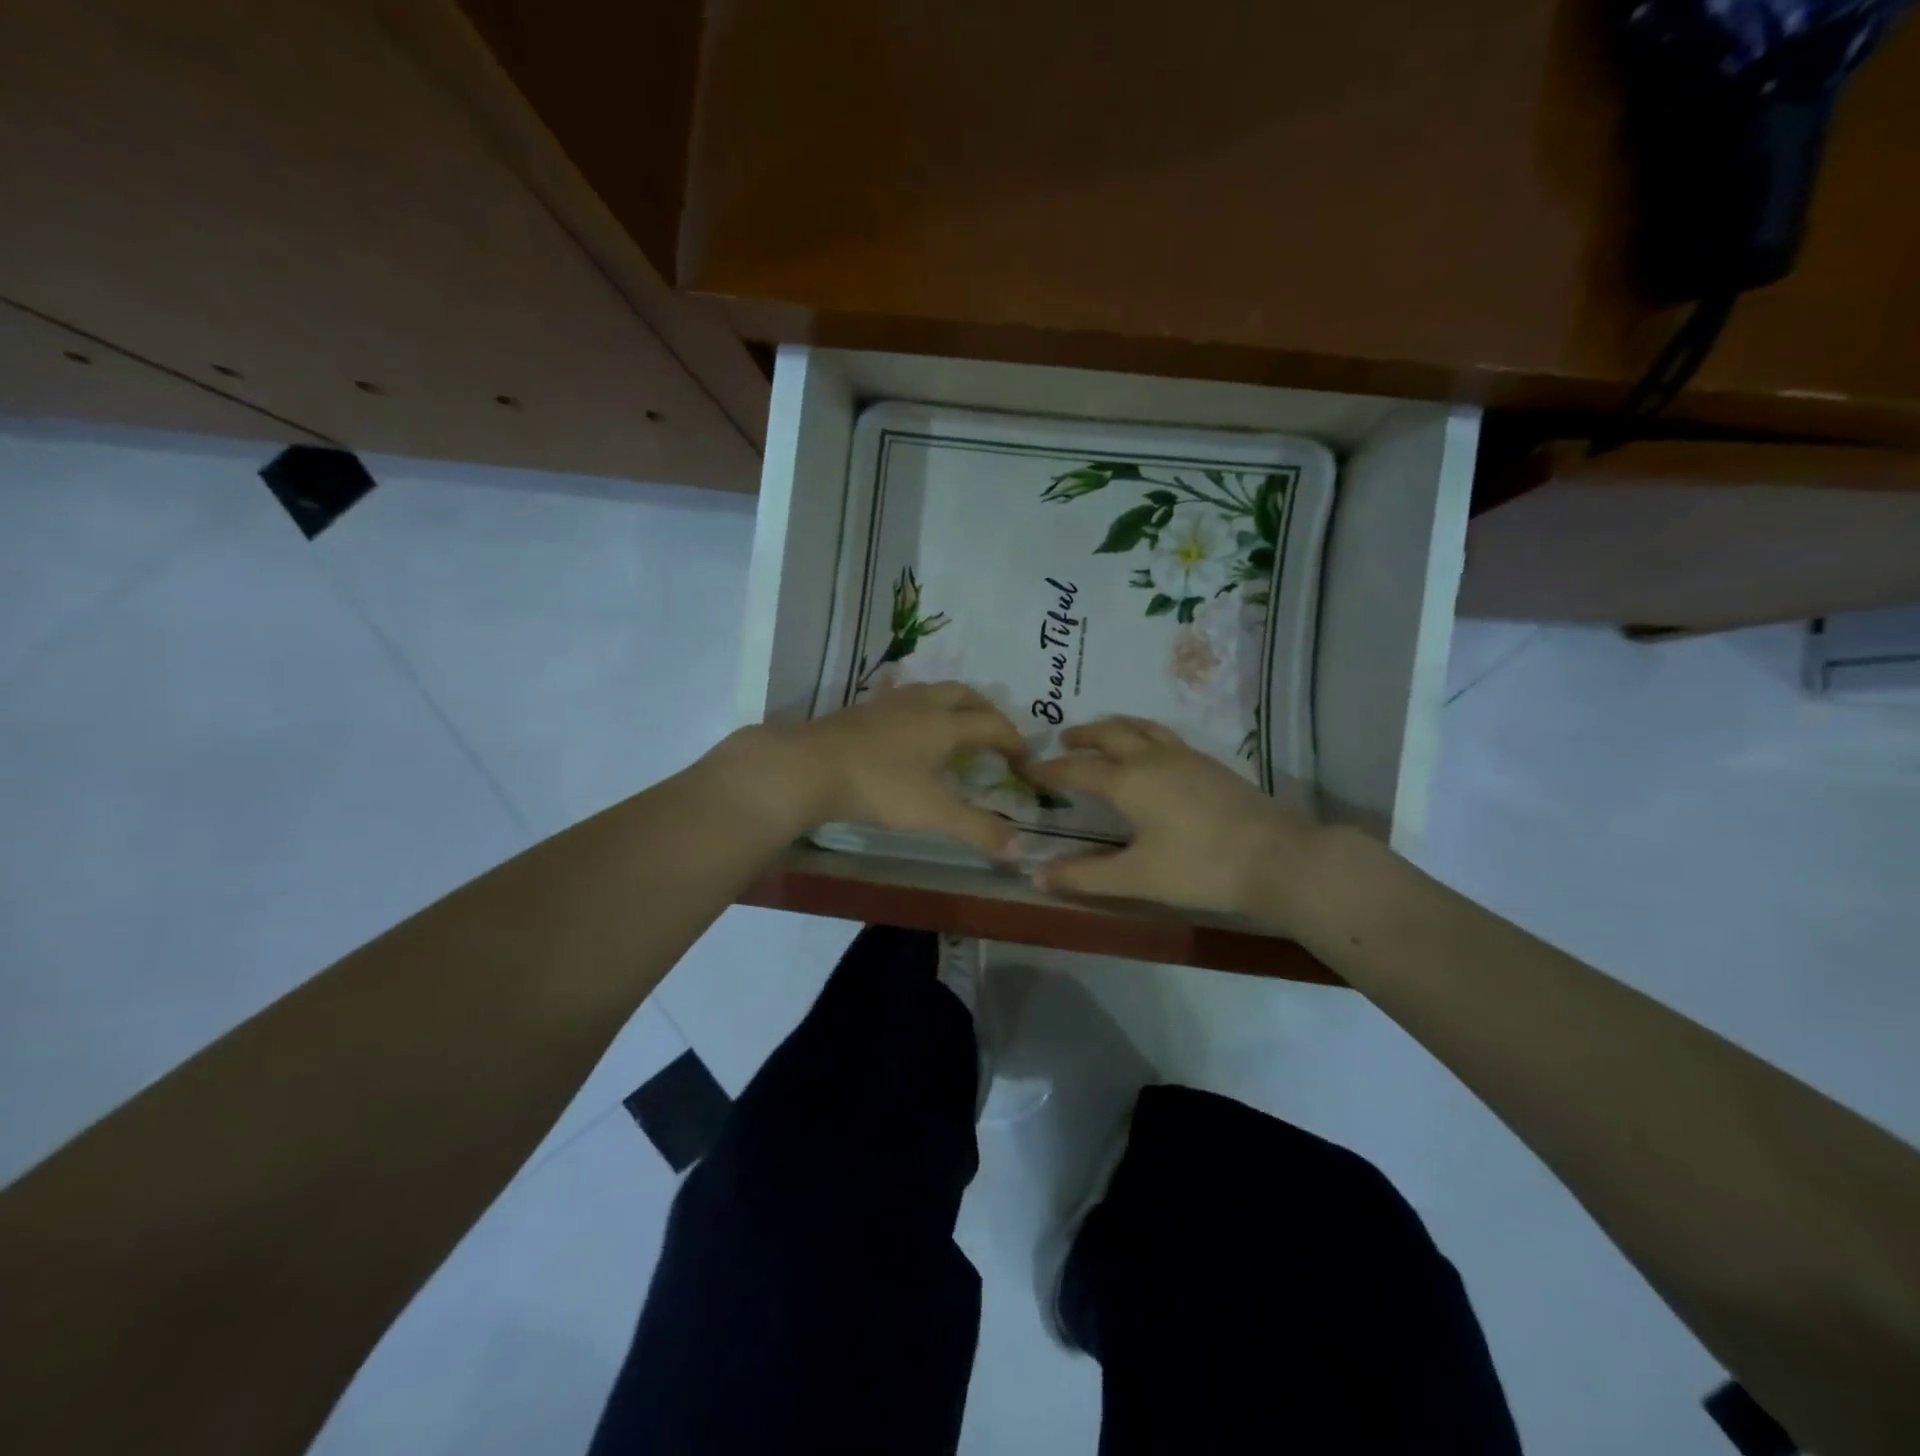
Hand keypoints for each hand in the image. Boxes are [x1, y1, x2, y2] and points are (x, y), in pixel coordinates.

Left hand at [738, 683, 1031, 857]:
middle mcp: (922, 704)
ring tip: (955, 729)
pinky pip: (904, 699)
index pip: (993, 723)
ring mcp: (889, 703)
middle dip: (987, 711)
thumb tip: (1021, 849)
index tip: (1024, 759)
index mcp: (946, 724)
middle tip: (995, 735)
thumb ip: (978, 829)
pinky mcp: (863, 709)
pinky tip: (908, 730)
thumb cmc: (879, 787)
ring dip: (953, 705)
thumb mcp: (933, 813)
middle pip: (966, 695)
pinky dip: (921, 710)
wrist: (808, 767)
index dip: (1014, 740)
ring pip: (933, 691)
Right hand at [1027, 717, 1324, 918]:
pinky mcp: (1210, 763)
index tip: (1026, 769)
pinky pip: (1163, 735)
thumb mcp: (1136, 878)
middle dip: (1081, 736)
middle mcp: (1152, 758)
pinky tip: (1151, 752)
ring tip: (1102, 734)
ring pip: (1140, 727)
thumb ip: (1085, 876)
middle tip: (1062, 740)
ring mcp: (1185, 756)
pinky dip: (1142, 733)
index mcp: (1128, 781)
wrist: (1278, 857)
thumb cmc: (1200, 868)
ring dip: (1113, 727)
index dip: (1049, 770)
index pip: (1077, 769)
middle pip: (1109, 734)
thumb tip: (1037, 876)